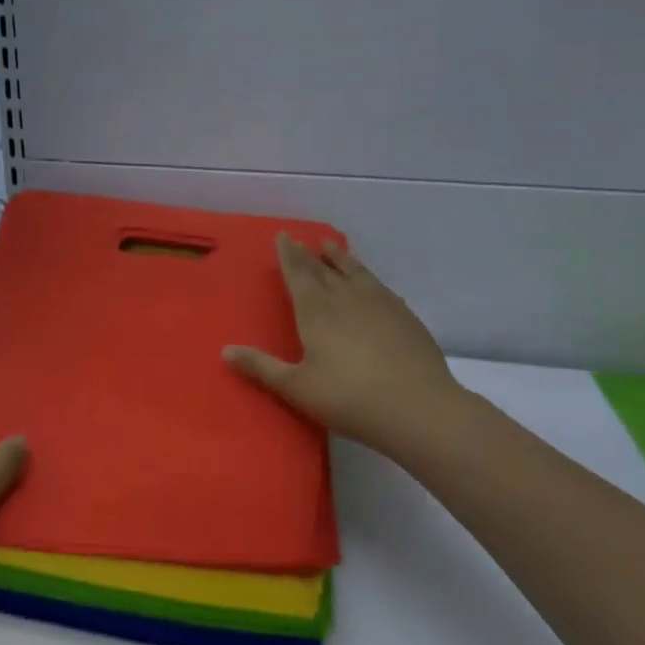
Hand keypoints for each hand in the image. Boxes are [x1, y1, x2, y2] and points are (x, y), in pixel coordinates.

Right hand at [223, 235, 471, 459]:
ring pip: (355, 271)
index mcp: (316, 309)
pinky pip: (379, 286)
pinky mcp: (405, 316)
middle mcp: (346, 297)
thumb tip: (225, 351)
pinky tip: (370, 284)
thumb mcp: (297, 387)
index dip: (288, 254)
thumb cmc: (349, 398)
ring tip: (332, 247)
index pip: (297, 272)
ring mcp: (379, 303)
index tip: (283, 236)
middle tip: (300, 240)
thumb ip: (261, 367)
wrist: (419, 408)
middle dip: (308, 254)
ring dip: (340, 258)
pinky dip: (367, 277)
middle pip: (323, 268)